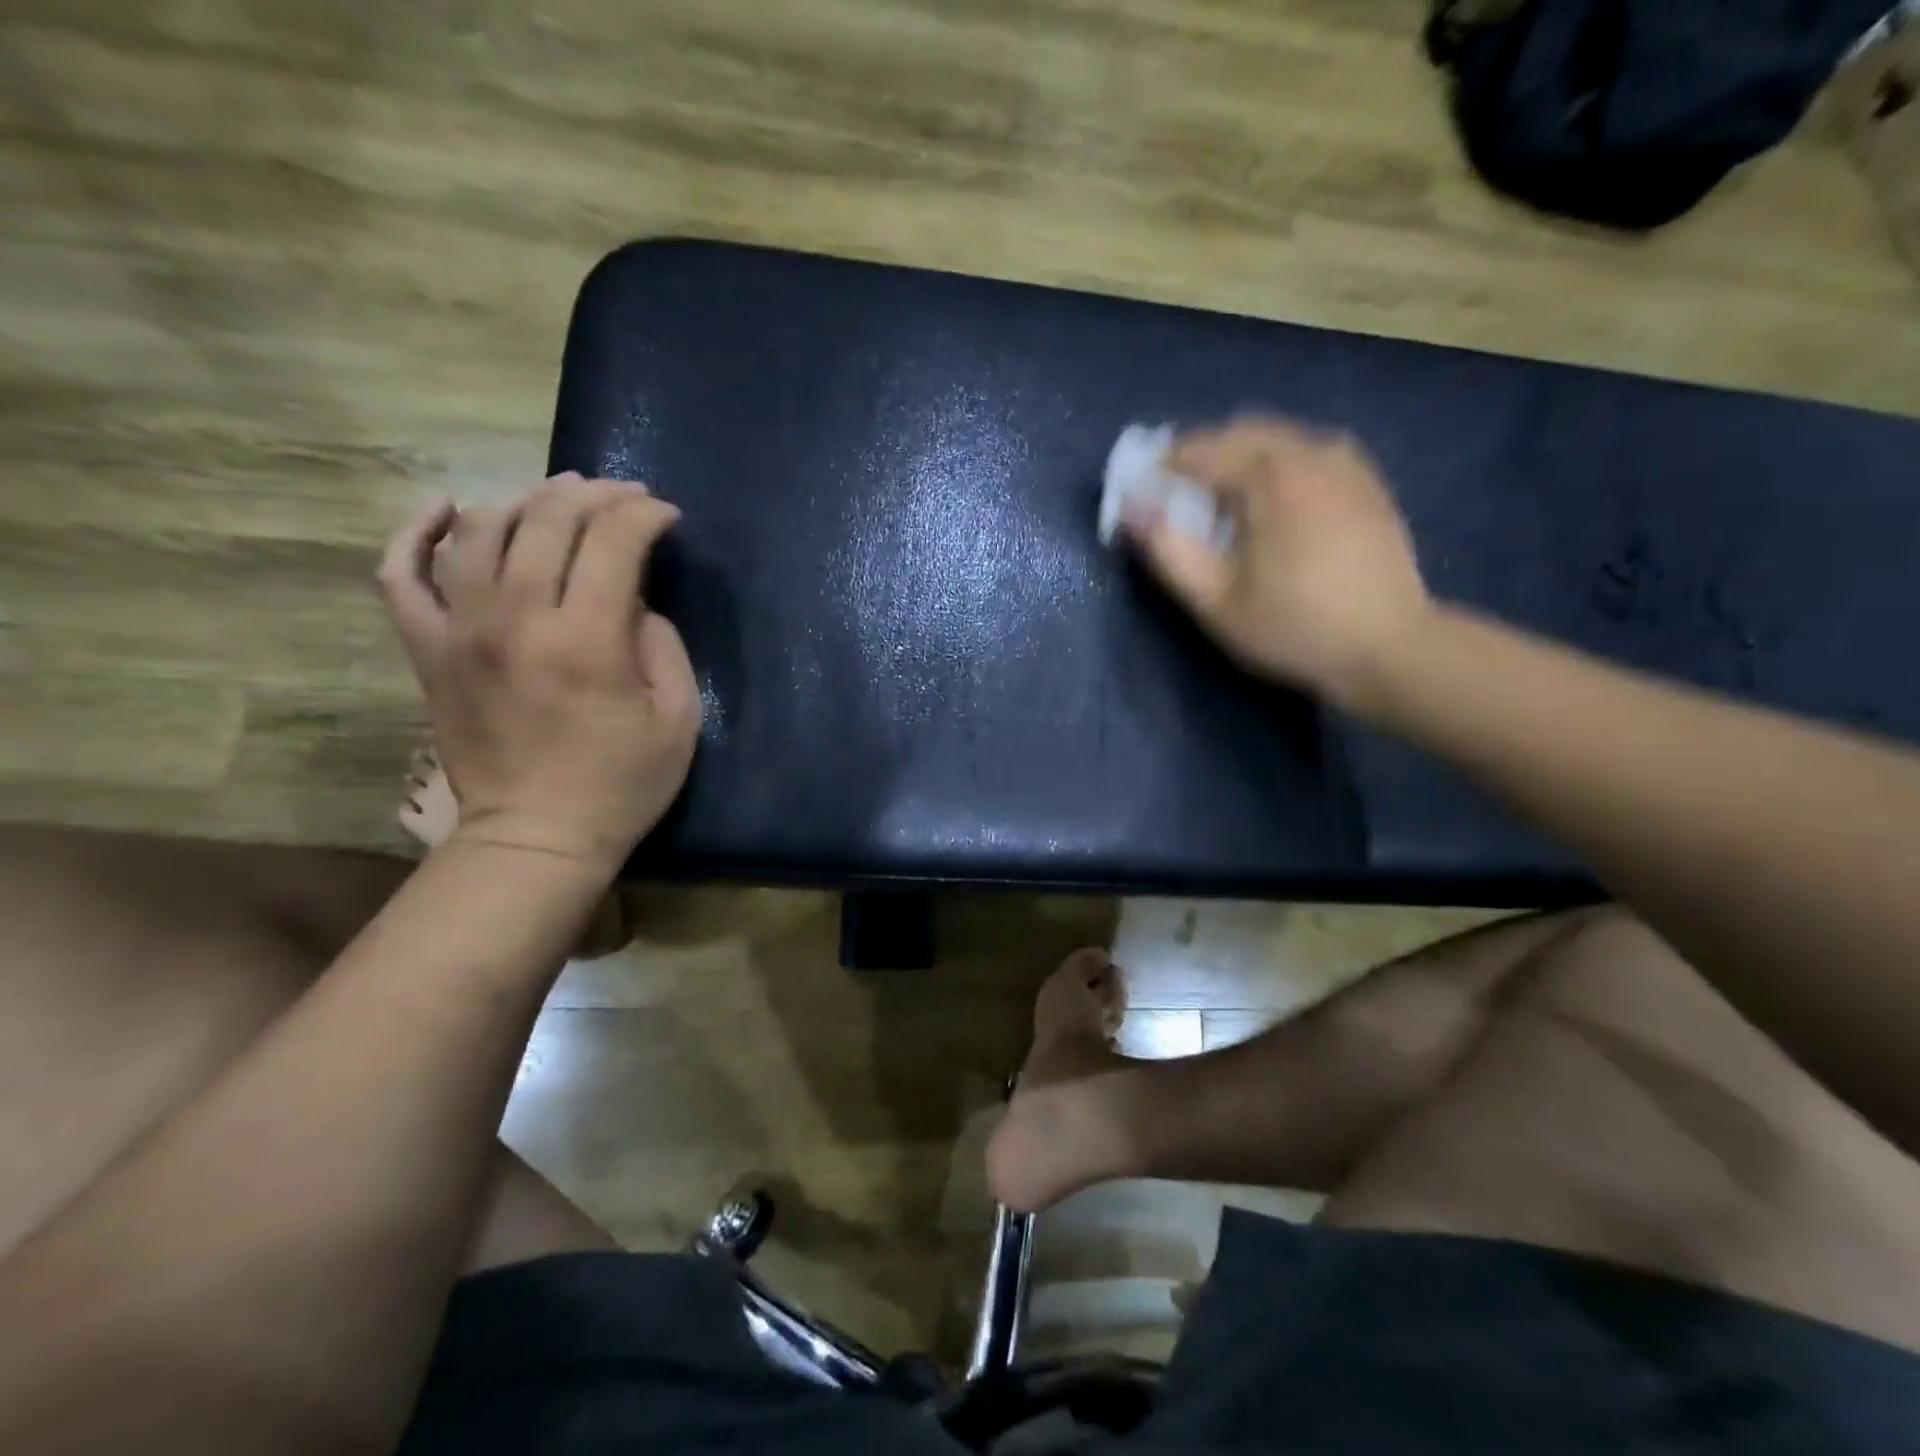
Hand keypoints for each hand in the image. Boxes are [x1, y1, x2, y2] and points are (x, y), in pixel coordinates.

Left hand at [377, 472, 701, 876]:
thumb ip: (663, 644)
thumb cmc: (623, 783)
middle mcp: (517, 618)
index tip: (667, 518)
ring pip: (481, 529)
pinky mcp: (427, 650)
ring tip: (558, 499)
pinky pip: (402, 574)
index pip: (614, 540)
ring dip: (526, 500)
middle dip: (595, 495)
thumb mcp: (679, 718)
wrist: (537, 837)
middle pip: (548, 520)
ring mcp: (460, 630)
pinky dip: (418, 532)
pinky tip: (447, 509)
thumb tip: (634, 600)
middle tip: (624, 498)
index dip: (645, 515)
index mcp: (588, 640)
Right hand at [1122, 416, 1432, 712]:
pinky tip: (1276, 512)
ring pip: (1276, 440)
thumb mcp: (1213, 599)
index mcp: (1269, 475)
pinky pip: (1308, 454)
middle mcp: (1309, 451)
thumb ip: (1166, 548)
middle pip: (1239, 432)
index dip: (1162, 469)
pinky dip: (1278, 469)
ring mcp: (1345, 462)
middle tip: (1184, 505)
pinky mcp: (1366, 481)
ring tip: (1229, 511)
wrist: (1388, 646)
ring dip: (1241, 462)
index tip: (1144, 498)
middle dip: (1202, 459)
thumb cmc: (1291, 627)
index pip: (1198, 449)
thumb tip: (1131, 506)